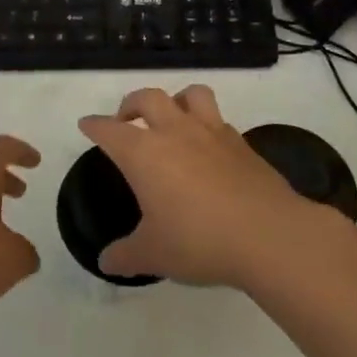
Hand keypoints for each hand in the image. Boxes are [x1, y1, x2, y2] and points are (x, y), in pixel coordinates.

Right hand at [79, 86, 317, 287]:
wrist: (268, 235)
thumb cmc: (199, 241)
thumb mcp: (154, 254)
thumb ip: (125, 255)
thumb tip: (105, 262)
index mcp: (143, 153)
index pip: (109, 130)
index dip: (94, 126)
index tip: (87, 124)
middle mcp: (175, 132)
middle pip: (148, 98)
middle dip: (131, 103)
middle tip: (126, 120)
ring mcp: (212, 132)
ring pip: (191, 94)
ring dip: (176, 100)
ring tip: (172, 119)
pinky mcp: (242, 143)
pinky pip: (219, 120)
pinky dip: (208, 125)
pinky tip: (208, 148)